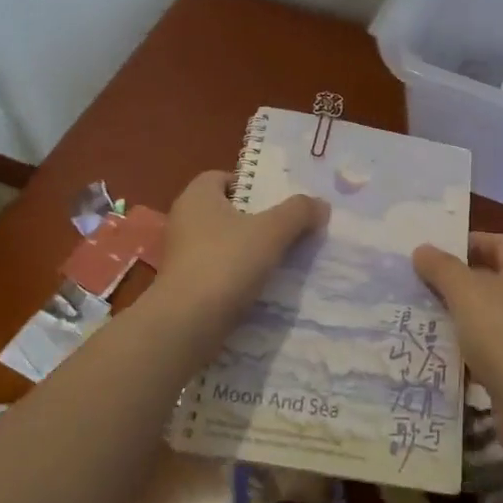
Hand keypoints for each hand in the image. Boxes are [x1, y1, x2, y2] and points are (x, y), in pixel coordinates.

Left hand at [159, 170, 329, 314]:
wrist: (186, 325)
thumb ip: (298, 212)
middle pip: (226, 211)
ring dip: (248, 250)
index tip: (276, 202)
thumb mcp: (271, 231)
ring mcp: (181, 255)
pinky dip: (236, 275)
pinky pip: (217, 271)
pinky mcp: (183, 286)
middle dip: (255, 219)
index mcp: (197, 196)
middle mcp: (184, 220)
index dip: (250, 185)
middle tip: (287, 229)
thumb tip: (321, 204)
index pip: (222, 177)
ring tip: (280, 260)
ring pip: (222, 243)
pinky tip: (261, 287)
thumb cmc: (226, 263)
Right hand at [413, 233, 502, 468]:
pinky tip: (439, 349)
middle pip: (492, 277)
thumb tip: (422, 249)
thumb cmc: (502, 334)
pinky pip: (487, 345)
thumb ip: (442, 268)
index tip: (438, 250)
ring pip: (487, 313)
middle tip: (423, 281)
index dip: (471, 241)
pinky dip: (465, 345)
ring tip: (424, 313)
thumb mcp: (465, 292)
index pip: (500, 243)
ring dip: (459, 313)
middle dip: (458, 278)